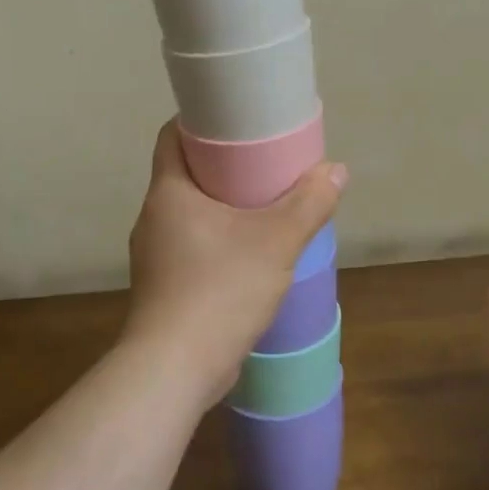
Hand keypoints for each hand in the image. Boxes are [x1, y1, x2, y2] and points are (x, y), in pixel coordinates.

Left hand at [124, 121, 346, 405]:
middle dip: (222, 166)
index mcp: (169, 193)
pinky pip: (191, 247)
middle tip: (263, 161)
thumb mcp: (275, 242)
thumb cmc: (219, 290)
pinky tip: (247, 254)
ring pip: (189, 214)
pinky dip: (217, 240)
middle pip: (185, 174)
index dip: (200, 121)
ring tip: (262, 206)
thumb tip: (335, 170)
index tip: (236, 120)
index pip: (172, 136)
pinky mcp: (163, 287)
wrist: (174, 369)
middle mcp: (153, 218)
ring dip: (222, 206)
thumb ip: (308, 204)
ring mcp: (154, 256)